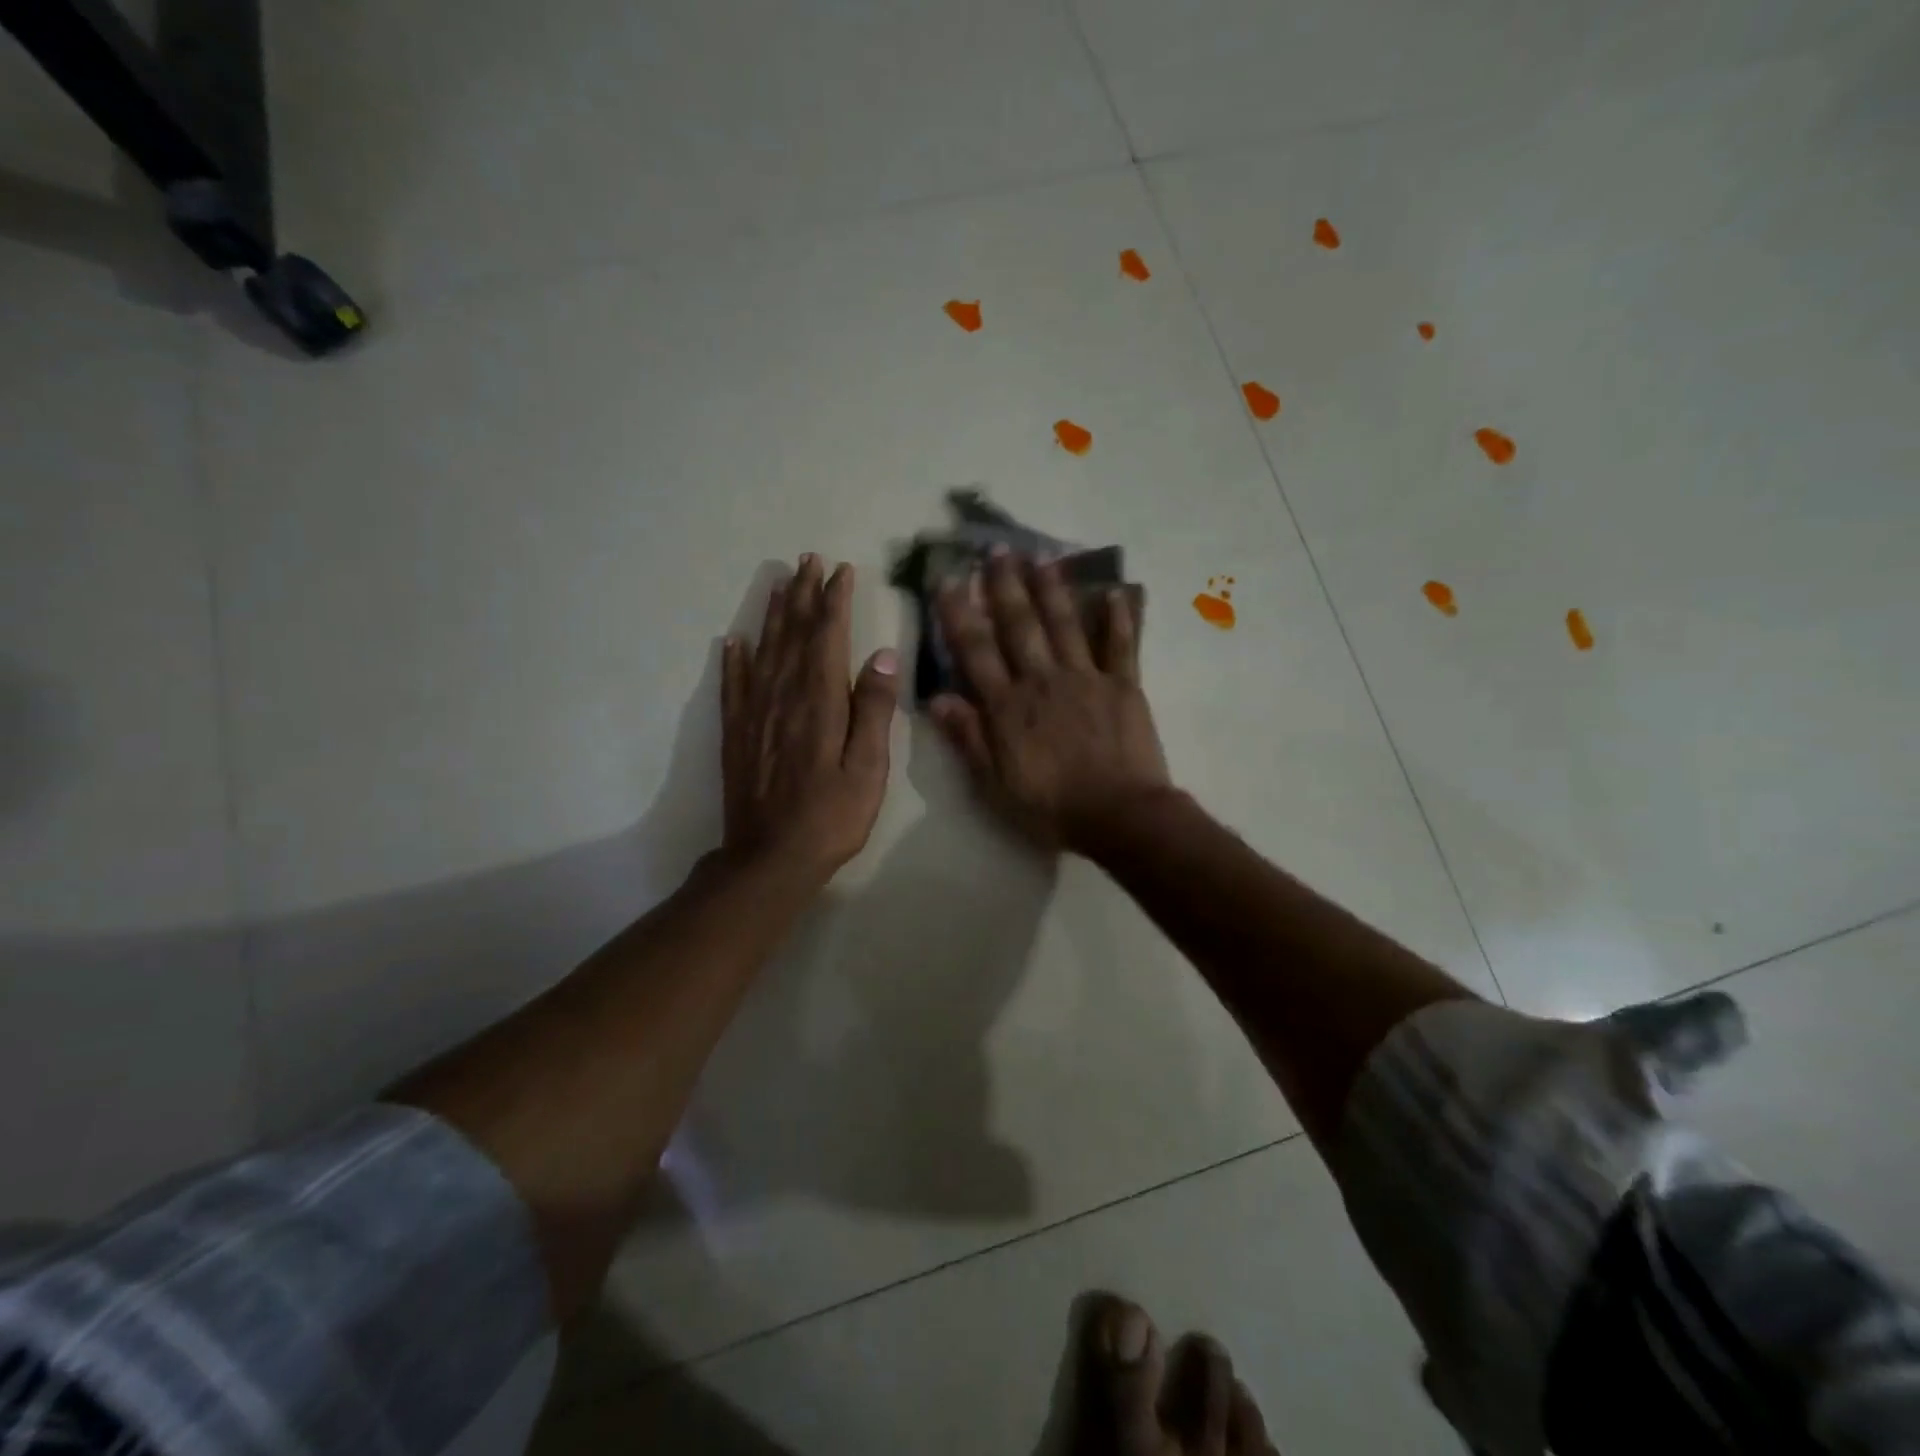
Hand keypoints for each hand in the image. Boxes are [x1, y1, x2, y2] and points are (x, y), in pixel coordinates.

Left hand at [723, 554, 898, 879]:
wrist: (770, 859)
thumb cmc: (831, 817)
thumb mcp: (868, 769)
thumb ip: (874, 710)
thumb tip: (881, 655)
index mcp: (820, 702)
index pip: (827, 637)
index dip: (833, 601)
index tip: (840, 571)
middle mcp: (784, 697)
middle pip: (792, 634)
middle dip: (802, 595)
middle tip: (806, 560)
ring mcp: (755, 714)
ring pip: (763, 651)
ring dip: (772, 615)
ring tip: (778, 584)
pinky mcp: (737, 734)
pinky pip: (733, 686)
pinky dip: (734, 660)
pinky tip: (733, 641)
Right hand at [931, 549, 1169, 851]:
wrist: (1119, 817)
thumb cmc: (1051, 807)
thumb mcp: (995, 784)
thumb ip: (968, 738)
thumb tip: (936, 697)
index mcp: (1008, 706)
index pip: (976, 650)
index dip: (958, 613)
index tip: (947, 578)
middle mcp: (1042, 681)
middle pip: (1020, 626)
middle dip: (1005, 586)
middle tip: (997, 550)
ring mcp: (1086, 679)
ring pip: (1065, 624)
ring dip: (1051, 588)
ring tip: (1041, 556)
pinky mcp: (1123, 686)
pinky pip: (1121, 646)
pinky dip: (1118, 618)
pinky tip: (1114, 591)